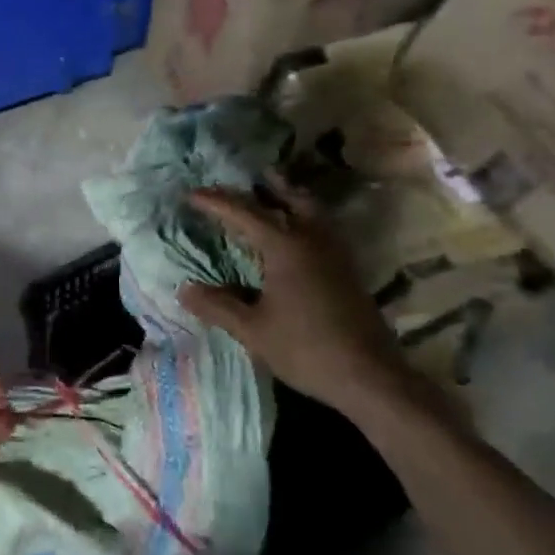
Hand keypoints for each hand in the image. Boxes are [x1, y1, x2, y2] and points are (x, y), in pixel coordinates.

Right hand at [178, 182, 410, 411]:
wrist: (370, 377)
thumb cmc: (305, 348)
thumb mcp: (253, 330)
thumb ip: (218, 306)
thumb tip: (184, 290)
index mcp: (285, 247)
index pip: (244, 214)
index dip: (215, 202)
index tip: (191, 193)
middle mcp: (312, 241)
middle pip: (290, 199)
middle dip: (267, 186)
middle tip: (247, 178)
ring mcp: (336, 255)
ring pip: (313, 212)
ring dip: (292, 199)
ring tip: (276, 195)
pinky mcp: (349, 271)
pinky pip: (323, 230)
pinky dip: (305, 219)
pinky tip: (297, 235)